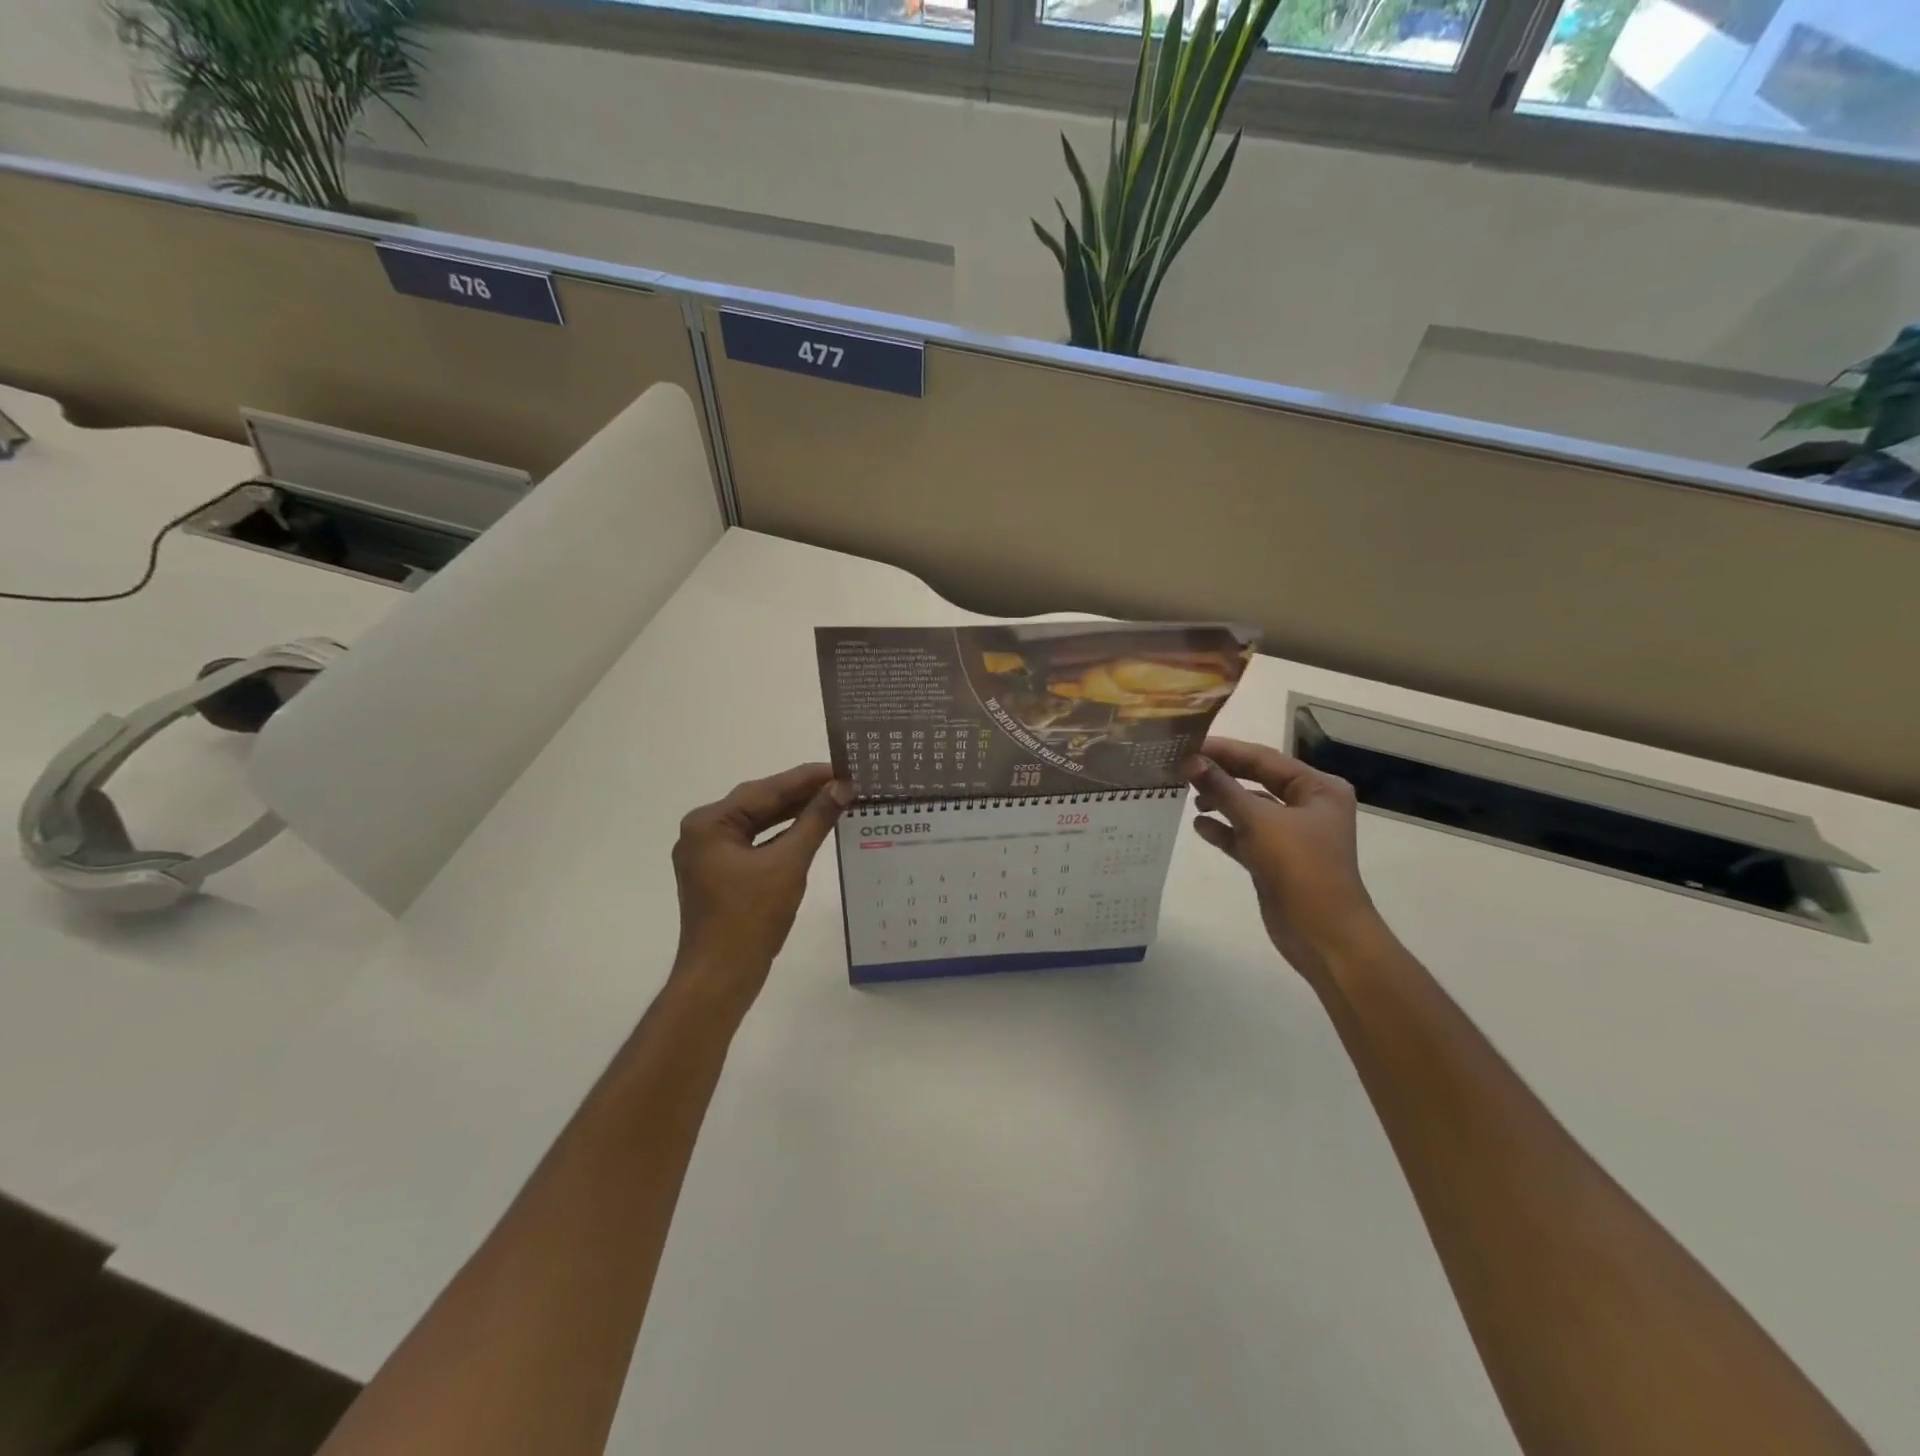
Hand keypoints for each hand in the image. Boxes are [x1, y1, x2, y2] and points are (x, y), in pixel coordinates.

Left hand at [671, 763, 852, 1010]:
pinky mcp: (719, 873)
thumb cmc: (750, 918)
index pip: (766, 790)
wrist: (720, 978)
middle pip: (760, 803)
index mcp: (710, 823)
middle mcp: (703, 831)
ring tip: (834, 799)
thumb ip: (815, 821)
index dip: (806, 778)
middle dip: (801, 793)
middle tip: (843, 781)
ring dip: (794, 813)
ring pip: (758, 823)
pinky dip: (782, 836)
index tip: (841, 766)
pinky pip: (755, 843)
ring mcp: (709, 854)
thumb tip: (842, 788)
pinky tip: (811, 828)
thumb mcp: (788, 864)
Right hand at [1184, 737, 1383, 982]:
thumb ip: (1223, 788)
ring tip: (1187, 796)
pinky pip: (1244, 835)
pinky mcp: (1275, 859)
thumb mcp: (1260, 821)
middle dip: (1220, 775)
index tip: (1188, 744)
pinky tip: (1199, 826)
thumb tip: (1191, 760)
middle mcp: (1307, 806)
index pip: (1264, 758)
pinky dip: (1223, 829)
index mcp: (1317, 788)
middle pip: (1255, 780)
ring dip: (1219, 801)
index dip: (1225, 750)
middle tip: (1180, 767)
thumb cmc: (1300, 867)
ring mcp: (1291, 834)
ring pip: (1248, 808)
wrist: (1323, 934)